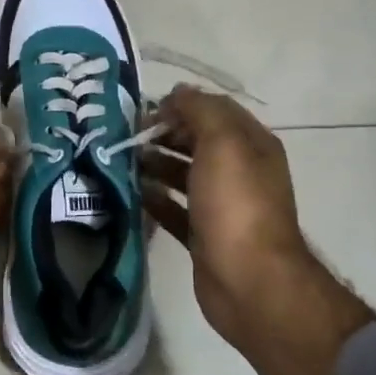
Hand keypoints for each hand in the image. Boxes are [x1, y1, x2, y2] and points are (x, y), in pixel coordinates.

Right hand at [141, 87, 375, 374]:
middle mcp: (240, 172)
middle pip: (198, 142)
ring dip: (156, 165)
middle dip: (164, 134)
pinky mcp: (203, 236)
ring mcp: (222, 206)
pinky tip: (134, 194)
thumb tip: (178, 92)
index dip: (182, 105)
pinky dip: (156, 199)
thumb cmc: (236, 206)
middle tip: (127, 136)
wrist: (249, 282)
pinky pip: (175, 209)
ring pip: (184, 175)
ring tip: (124, 162)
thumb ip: (200, 111)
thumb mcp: (222, 144)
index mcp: (251, 146)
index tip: (146, 111)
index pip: (215, 111)